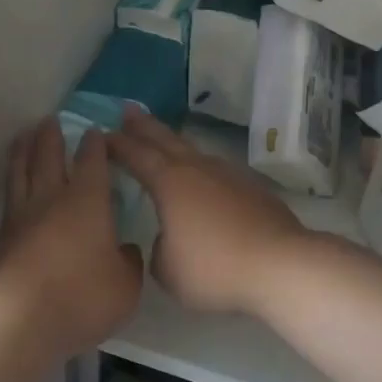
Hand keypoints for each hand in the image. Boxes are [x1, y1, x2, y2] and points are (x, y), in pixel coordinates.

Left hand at [0, 118, 143, 357]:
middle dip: (51, 136)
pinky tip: (15, 185)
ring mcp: (22, 217)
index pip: (92, 162)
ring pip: (20, 172)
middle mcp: (52, 199)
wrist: (21, 320)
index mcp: (87, 201)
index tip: (96, 131)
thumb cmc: (83, 297)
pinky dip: (12, 181)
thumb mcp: (125, 285)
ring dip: (23, 150)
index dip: (95, 145)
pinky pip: (9, 197)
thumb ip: (128, 263)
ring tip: (24, 137)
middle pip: (48, 156)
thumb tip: (125, 250)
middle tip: (51, 120)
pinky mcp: (2, 239)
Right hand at [109, 108, 311, 317]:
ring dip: (176, 145)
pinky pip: (218, 173)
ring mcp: (230, 176)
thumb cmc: (214, 268)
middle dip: (145, 126)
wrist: (280, 266)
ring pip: (196, 153)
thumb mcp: (168, 270)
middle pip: (167, 140)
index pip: (137, 156)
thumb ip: (159, 250)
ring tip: (166, 143)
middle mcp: (199, 170)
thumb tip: (168, 239)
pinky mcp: (254, 190)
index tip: (102, 135)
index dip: (117, 145)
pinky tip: (204, 180)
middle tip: (128, 110)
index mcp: (170, 183)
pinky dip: (202, 170)